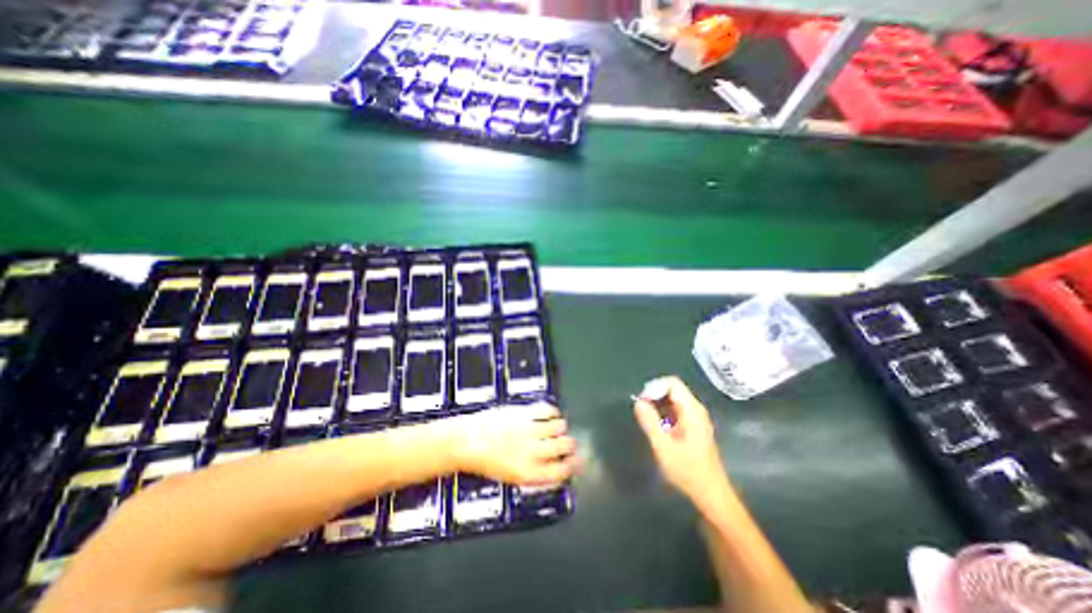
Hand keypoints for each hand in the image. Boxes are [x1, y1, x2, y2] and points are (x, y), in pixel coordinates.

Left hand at [447, 403, 579, 487]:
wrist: (467, 441)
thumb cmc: (487, 462)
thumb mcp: (512, 476)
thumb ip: (535, 472)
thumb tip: (554, 466)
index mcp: (529, 473)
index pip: (561, 471)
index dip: (573, 466)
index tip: (577, 461)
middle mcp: (533, 452)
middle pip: (564, 446)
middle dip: (570, 444)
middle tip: (569, 442)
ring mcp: (530, 430)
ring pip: (559, 426)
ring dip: (561, 427)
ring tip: (557, 427)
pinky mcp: (524, 413)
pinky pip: (547, 409)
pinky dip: (552, 411)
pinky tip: (550, 413)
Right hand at [638, 377, 727, 505]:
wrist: (711, 494)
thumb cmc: (688, 471)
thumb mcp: (664, 447)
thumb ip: (650, 422)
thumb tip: (638, 402)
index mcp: (692, 410)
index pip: (672, 383)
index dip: (655, 387)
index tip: (642, 401)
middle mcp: (695, 409)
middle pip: (672, 389)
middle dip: (654, 395)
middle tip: (641, 410)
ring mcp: (696, 418)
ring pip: (673, 399)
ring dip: (657, 404)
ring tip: (646, 419)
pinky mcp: (693, 426)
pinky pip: (675, 409)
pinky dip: (663, 412)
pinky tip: (656, 427)